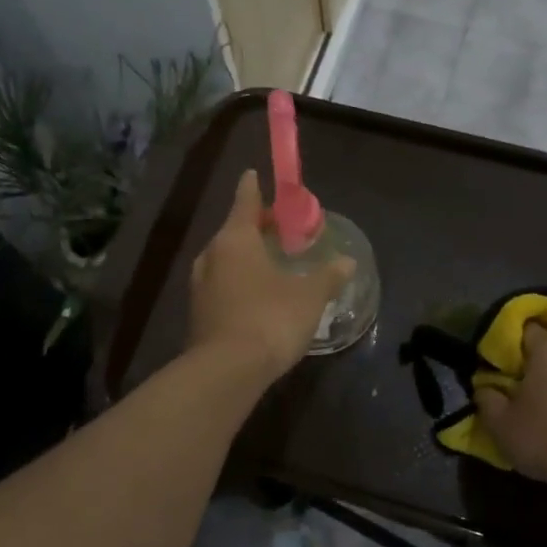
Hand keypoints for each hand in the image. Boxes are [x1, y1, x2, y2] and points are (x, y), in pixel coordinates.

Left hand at [187, 169, 354, 380]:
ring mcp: (200, 286)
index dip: (253, 187)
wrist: (226, 372)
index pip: (245, 200)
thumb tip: (347, 262)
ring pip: (226, 260)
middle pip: (234, 230)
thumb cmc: (270, 319)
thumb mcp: (309, 296)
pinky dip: (239, 282)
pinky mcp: (199, 314)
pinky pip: (222, 285)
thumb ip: (328, 276)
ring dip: (247, 257)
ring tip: (272, 263)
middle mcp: (212, 255)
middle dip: (256, 227)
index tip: (255, 174)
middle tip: (280, 228)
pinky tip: (258, 296)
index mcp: (235, 239)